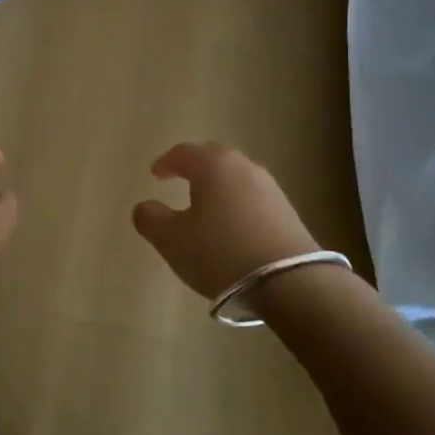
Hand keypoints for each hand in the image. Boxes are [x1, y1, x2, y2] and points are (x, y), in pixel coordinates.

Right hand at [132, 142, 319, 299]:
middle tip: (180, 180)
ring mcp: (270, 188)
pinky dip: (236, 205)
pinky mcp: (287, 211)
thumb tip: (145, 206)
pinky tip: (231, 228)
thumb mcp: (172, 239)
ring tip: (204, 207)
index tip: (155, 174)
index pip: (184, 152)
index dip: (166, 162)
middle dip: (194, 168)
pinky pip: (252, 199)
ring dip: (218, 188)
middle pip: (214, 159)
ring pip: (236, 179)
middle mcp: (244, 167)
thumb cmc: (220, 252)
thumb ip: (151, 219)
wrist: (289, 281)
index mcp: (213, 165)